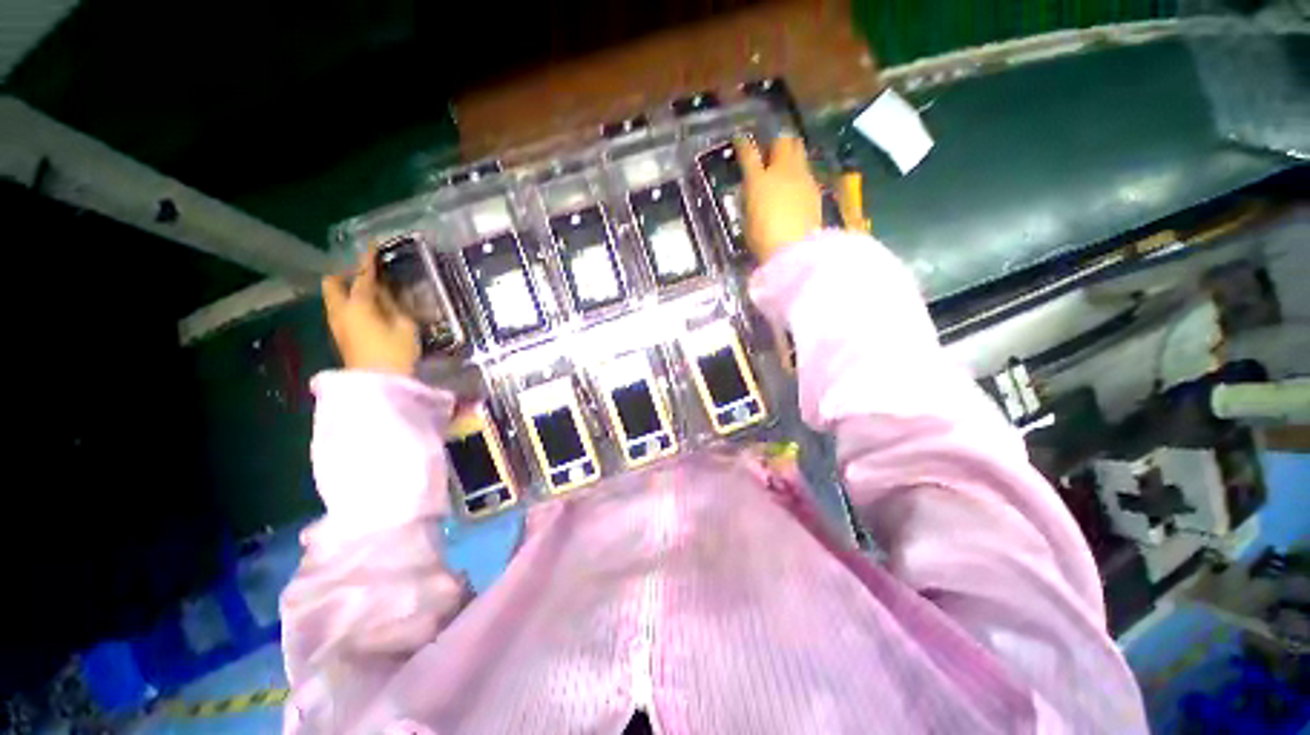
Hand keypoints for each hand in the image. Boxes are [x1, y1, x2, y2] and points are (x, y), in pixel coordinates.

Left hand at [322, 248, 419, 374]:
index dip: (368, 261)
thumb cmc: (395, 353)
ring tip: (373, 293)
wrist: (378, 384)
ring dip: (349, 290)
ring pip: (335, 298)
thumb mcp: (405, 326)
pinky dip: (352, 303)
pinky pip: (341, 310)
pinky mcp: (341, 336)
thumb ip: (395, 306)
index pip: (362, 277)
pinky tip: (371, 310)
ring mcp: (338, 325)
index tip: (371, 247)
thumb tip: (388, 294)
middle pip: (333, 284)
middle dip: (347, 275)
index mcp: (358, 305)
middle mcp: (341, 311)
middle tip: (368, 275)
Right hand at [735, 134, 823, 262]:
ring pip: (798, 152)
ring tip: (786, 164)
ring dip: (791, 154)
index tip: (740, 139)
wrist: (794, 249)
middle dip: (775, 142)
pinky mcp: (815, 189)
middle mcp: (781, 171)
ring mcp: (802, 178)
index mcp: (758, 180)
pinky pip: (806, 171)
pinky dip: (800, 173)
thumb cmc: (763, 240)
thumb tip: (751, 192)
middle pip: (782, 141)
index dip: (743, 144)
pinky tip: (796, 185)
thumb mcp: (747, 221)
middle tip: (770, 151)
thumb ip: (749, 201)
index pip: (748, 153)